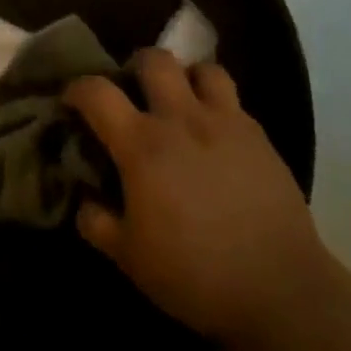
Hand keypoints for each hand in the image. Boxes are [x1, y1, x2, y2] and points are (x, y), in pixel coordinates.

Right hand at [67, 50, 326, 349]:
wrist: (279, 290)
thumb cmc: (194, 274)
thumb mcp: (130, 258)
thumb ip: (98, 222)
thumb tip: (84, 201)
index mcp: (142, 145)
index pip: (98, 92)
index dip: (78, 89)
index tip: (72, 100)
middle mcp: (182, 119)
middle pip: (155, 60)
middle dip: (136, 66)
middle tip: (132, 92)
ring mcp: (226, 122)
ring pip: (202, 69)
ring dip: (185, 77)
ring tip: (180, 102)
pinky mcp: (259, 136)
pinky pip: (233, 100)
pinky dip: (217, 105)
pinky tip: (214, 135)